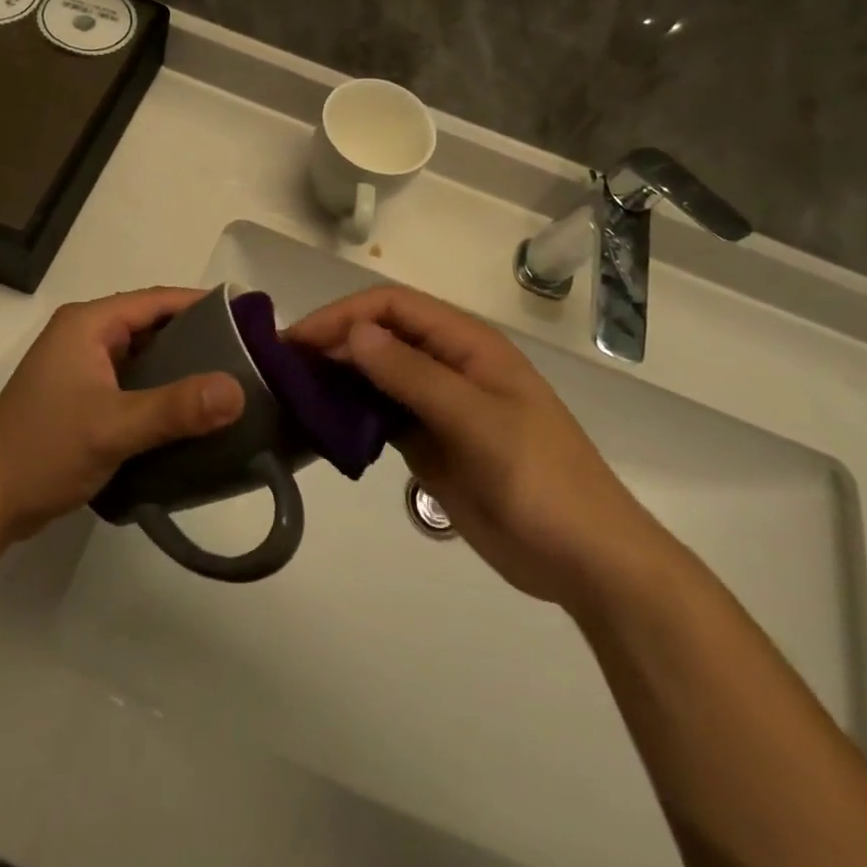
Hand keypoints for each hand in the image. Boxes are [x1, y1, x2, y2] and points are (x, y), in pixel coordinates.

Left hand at [0, 289, 244, 543]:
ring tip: (230, 385)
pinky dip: (162, 393)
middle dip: (199, 339)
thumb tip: (237, 390)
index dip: (204, 305)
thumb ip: (175, 408)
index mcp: (89, 324)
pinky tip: (192, 414)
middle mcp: (85, 336)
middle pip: (153, 326)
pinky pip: (133, 384)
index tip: (250, 318)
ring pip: (145, 358)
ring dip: (181, 369)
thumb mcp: (113, 427)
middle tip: (249, 357)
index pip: (157, 300)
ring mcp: (82, 368)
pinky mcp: (82, 398)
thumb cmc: (43, 451)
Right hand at [287, 285, 670, 607]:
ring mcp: (438, 404)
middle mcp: (448, 364)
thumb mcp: (477, 421)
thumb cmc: (540, 480)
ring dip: (337, 376)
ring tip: (290, 392)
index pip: (393, 306)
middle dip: (333, 342)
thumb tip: (354, 332)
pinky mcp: (430, 442)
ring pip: (376, 373)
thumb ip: (413, 375)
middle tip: (281, 367)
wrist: (585, 560)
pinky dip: (350, 413)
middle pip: (380, 334)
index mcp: (467, 344)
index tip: (298, 341)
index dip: (343, 315)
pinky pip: (380, 414)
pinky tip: (321, 425)